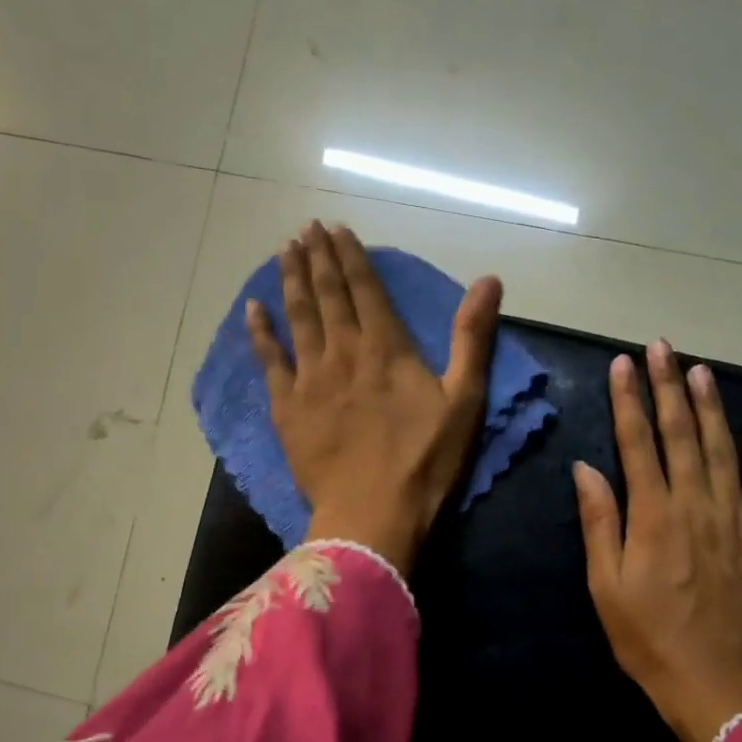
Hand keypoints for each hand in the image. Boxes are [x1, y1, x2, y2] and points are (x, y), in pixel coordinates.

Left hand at [248, 222, 502, 573]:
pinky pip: (269, 361)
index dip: (350, 255)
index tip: (335, 227)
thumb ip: (473, 338)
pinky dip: (260, 332)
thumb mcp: (464, 401)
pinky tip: (252, 309)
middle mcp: (344, 351)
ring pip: (298, 317)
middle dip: (317, 257)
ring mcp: (310, 379)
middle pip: (327, 294)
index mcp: (387, 348)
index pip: (365, 288)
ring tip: (284, 250)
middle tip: (305, 227)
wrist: (372, 515)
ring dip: (291, 281)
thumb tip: (489, 279)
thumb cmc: (425, 462)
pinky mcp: (287, 408)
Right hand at [573, 341, 741, 741]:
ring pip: (726, 449)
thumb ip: (600, 522)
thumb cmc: (649, 639)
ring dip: (713, 406)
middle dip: (669, 387)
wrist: (718, 685)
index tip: (623, 363)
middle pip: (682, 434)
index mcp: (653, 516)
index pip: (637, 443)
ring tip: (701, 370)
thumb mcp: (606, 587)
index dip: (629, 400)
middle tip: (662, 347)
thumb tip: (586, 468)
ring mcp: (739, 520)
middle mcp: (697, 505)